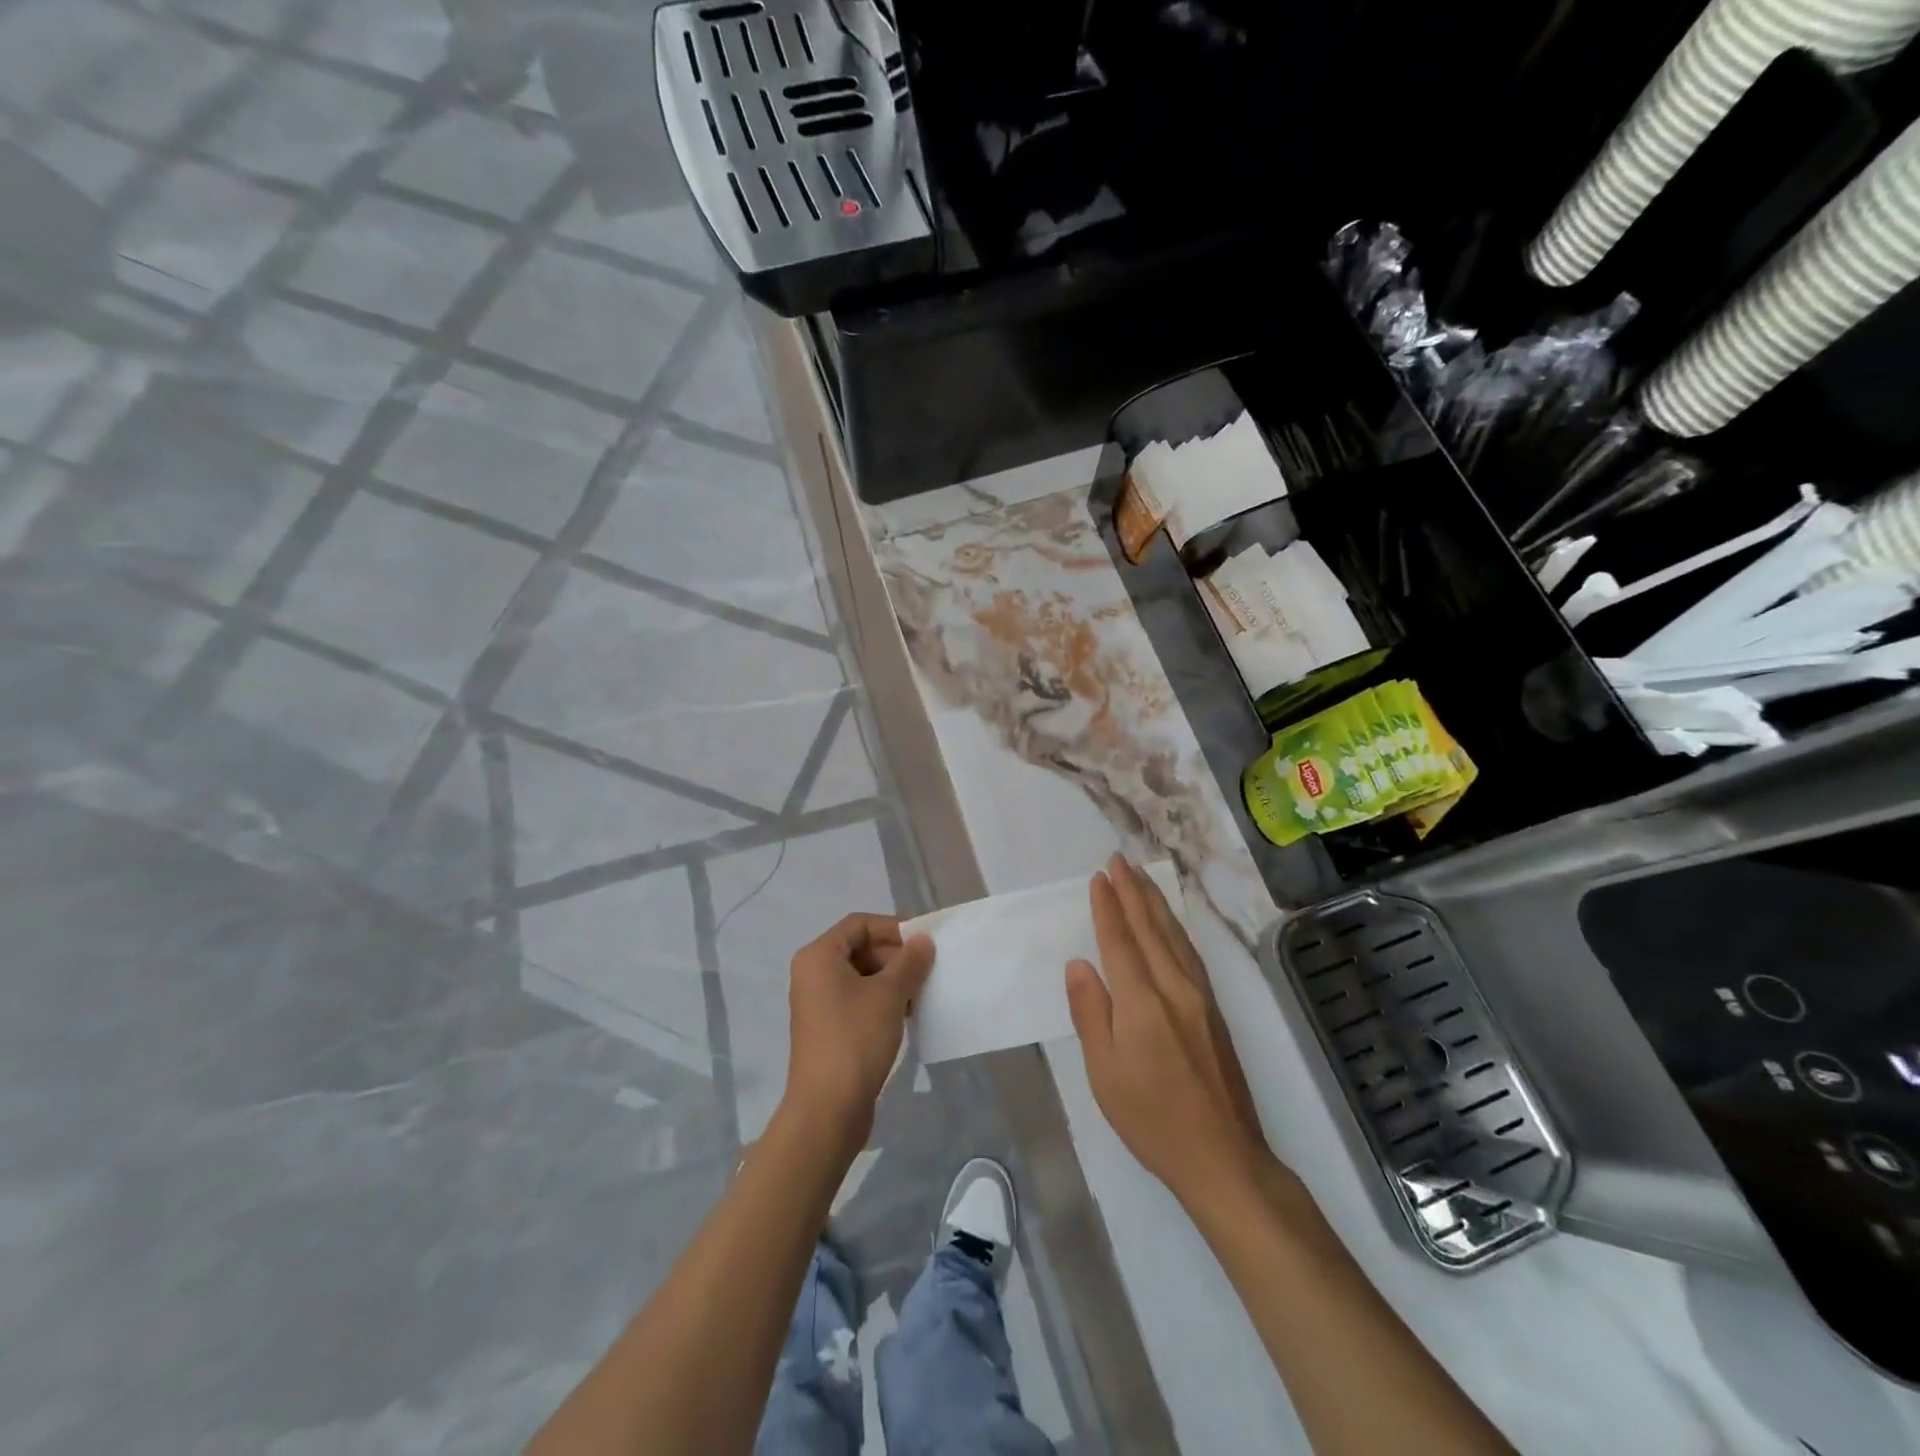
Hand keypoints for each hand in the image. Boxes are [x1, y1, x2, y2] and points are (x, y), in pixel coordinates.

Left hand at [782, 913, 933, 1146]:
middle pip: (860, 948)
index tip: (924, 943)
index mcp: (819, 957)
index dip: (893, 927)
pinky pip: (858, 1000)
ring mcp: (819, 1003)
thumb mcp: (889, 995)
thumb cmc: (855, 1040)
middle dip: (896, 956)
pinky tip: (908, 1016)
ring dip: (893, 980)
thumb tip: (923, 941)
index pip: (859, 924)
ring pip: (862, 976)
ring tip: (922, 994)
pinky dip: (883, 1001)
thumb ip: (910, 962)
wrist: (827, 1110)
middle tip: (927, 971)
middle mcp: (813, 974)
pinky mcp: (828, 1029)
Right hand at [1065, 855, 1279, 1208]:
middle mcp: (1175, 987)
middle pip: (1151, 928)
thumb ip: (1091, 1012)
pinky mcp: (1214, 1009)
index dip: (1108, 907)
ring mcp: (1200, 997)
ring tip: (1142, 877)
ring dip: (1156, 903)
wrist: (1222, 1156)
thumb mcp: (1104, 1072)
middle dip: (1133, 891)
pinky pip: (1189, 953)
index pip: (1120, 941)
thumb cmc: (1151, 1118)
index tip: (1100, 877)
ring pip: (1174, 936)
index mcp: (1142, 1002)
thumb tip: (1079, 964)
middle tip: (1119, 860)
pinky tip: (1170, 924)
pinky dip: (1175, 928)